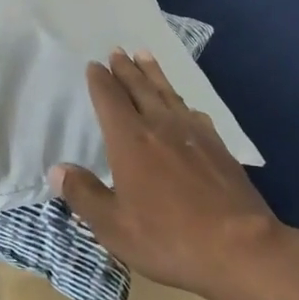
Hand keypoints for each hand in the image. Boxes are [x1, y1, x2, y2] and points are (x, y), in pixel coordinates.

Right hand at [50, 48, 280, 299]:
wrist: (240, 248)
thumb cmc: (168, 237)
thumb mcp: (114, 226)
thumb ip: (84, 195)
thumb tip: (57, 169)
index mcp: (130, 140)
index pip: (110, 99)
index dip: (100, 81)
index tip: (94, 65)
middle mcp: (160, 127)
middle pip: (139, 88)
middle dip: (126, 69)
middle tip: (118, 51)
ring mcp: (193, 134)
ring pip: (168, 94)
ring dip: (154, 74)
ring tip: (145, 57)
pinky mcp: (219, 148)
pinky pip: (194, 114)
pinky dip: (182, 103)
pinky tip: (185, 106)